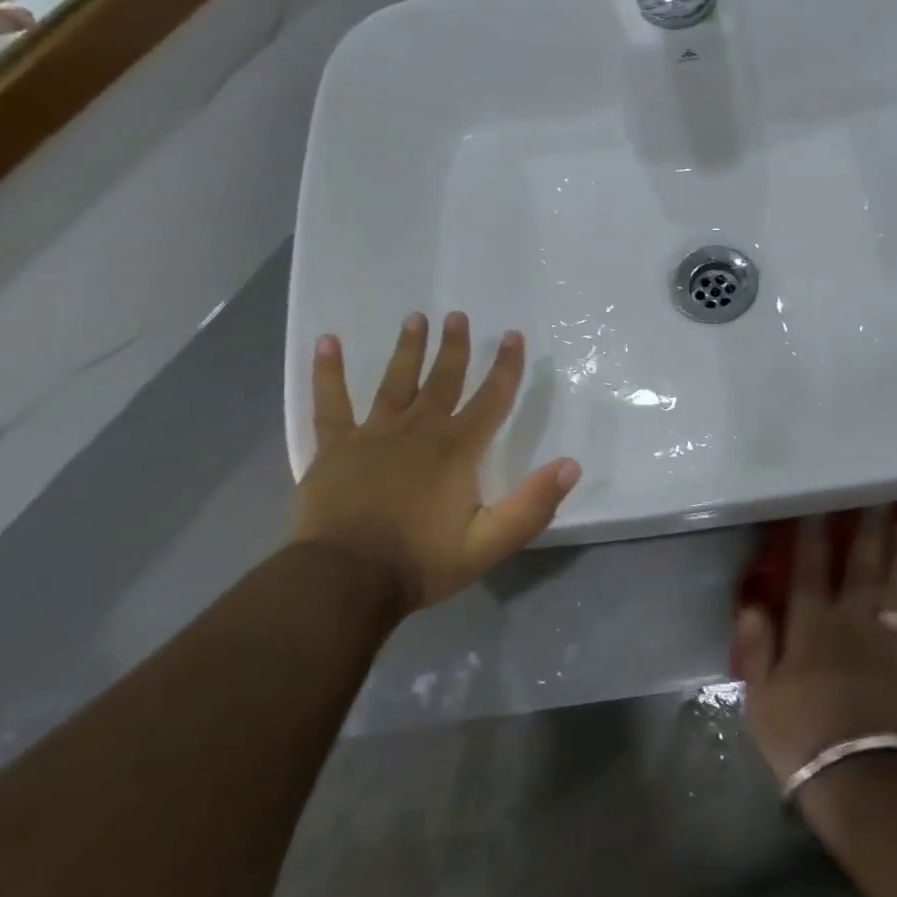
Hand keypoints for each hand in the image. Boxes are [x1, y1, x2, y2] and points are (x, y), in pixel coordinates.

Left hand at [290, 312, 581, 612]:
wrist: (346, 580)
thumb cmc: (421, 562)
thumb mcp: (489, 543)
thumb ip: (532, 505)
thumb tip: (571, 465)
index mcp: (458, 450)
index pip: (491, 399)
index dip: (506, 367)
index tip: (512, 336)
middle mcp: (419, 430)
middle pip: (442, 380)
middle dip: (454, 347)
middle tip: (457, 316)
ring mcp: (373, 434)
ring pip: (394, 382)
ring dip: (407, 349)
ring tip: (414, 318)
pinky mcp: (335, 447)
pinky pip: (330, 402)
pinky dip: (327, 372)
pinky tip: (326, 341)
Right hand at [733, 509, 896, 795]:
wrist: (857, 779)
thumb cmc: (800, 737)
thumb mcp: (759, 695)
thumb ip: (756, 645)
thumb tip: (753, 601)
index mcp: (810, 626)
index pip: (809, 569)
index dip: (812, 536)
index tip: (819, 506)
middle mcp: (850, 620)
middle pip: (861, 565)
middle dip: (868, 529)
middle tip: (879, 496)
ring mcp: (887, 638)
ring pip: (896, 582)